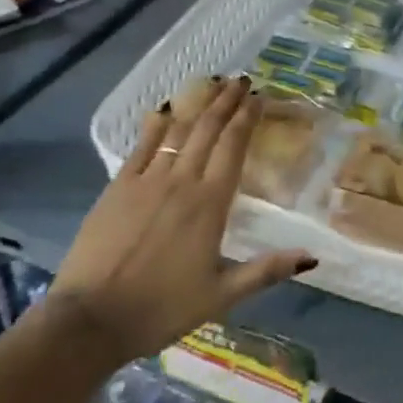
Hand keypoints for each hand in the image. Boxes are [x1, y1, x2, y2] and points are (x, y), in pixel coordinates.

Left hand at [50, 77, 313, 365]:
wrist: (90, 321)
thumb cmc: (161, 309)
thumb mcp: (222, 295)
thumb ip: (267, 270)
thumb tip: (312, 256)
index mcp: (210, 204)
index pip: (234, 147)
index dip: (247, 118)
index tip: (259, 97)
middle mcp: (182, 181)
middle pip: (208, 130)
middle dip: (227, 101)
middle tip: (241, 80)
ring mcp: (147, 181)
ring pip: (178, 131)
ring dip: (198, 105)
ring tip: (213, 84)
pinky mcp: (117, 187)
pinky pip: (141, 146)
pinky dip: (155, 124)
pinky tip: (164, 109)